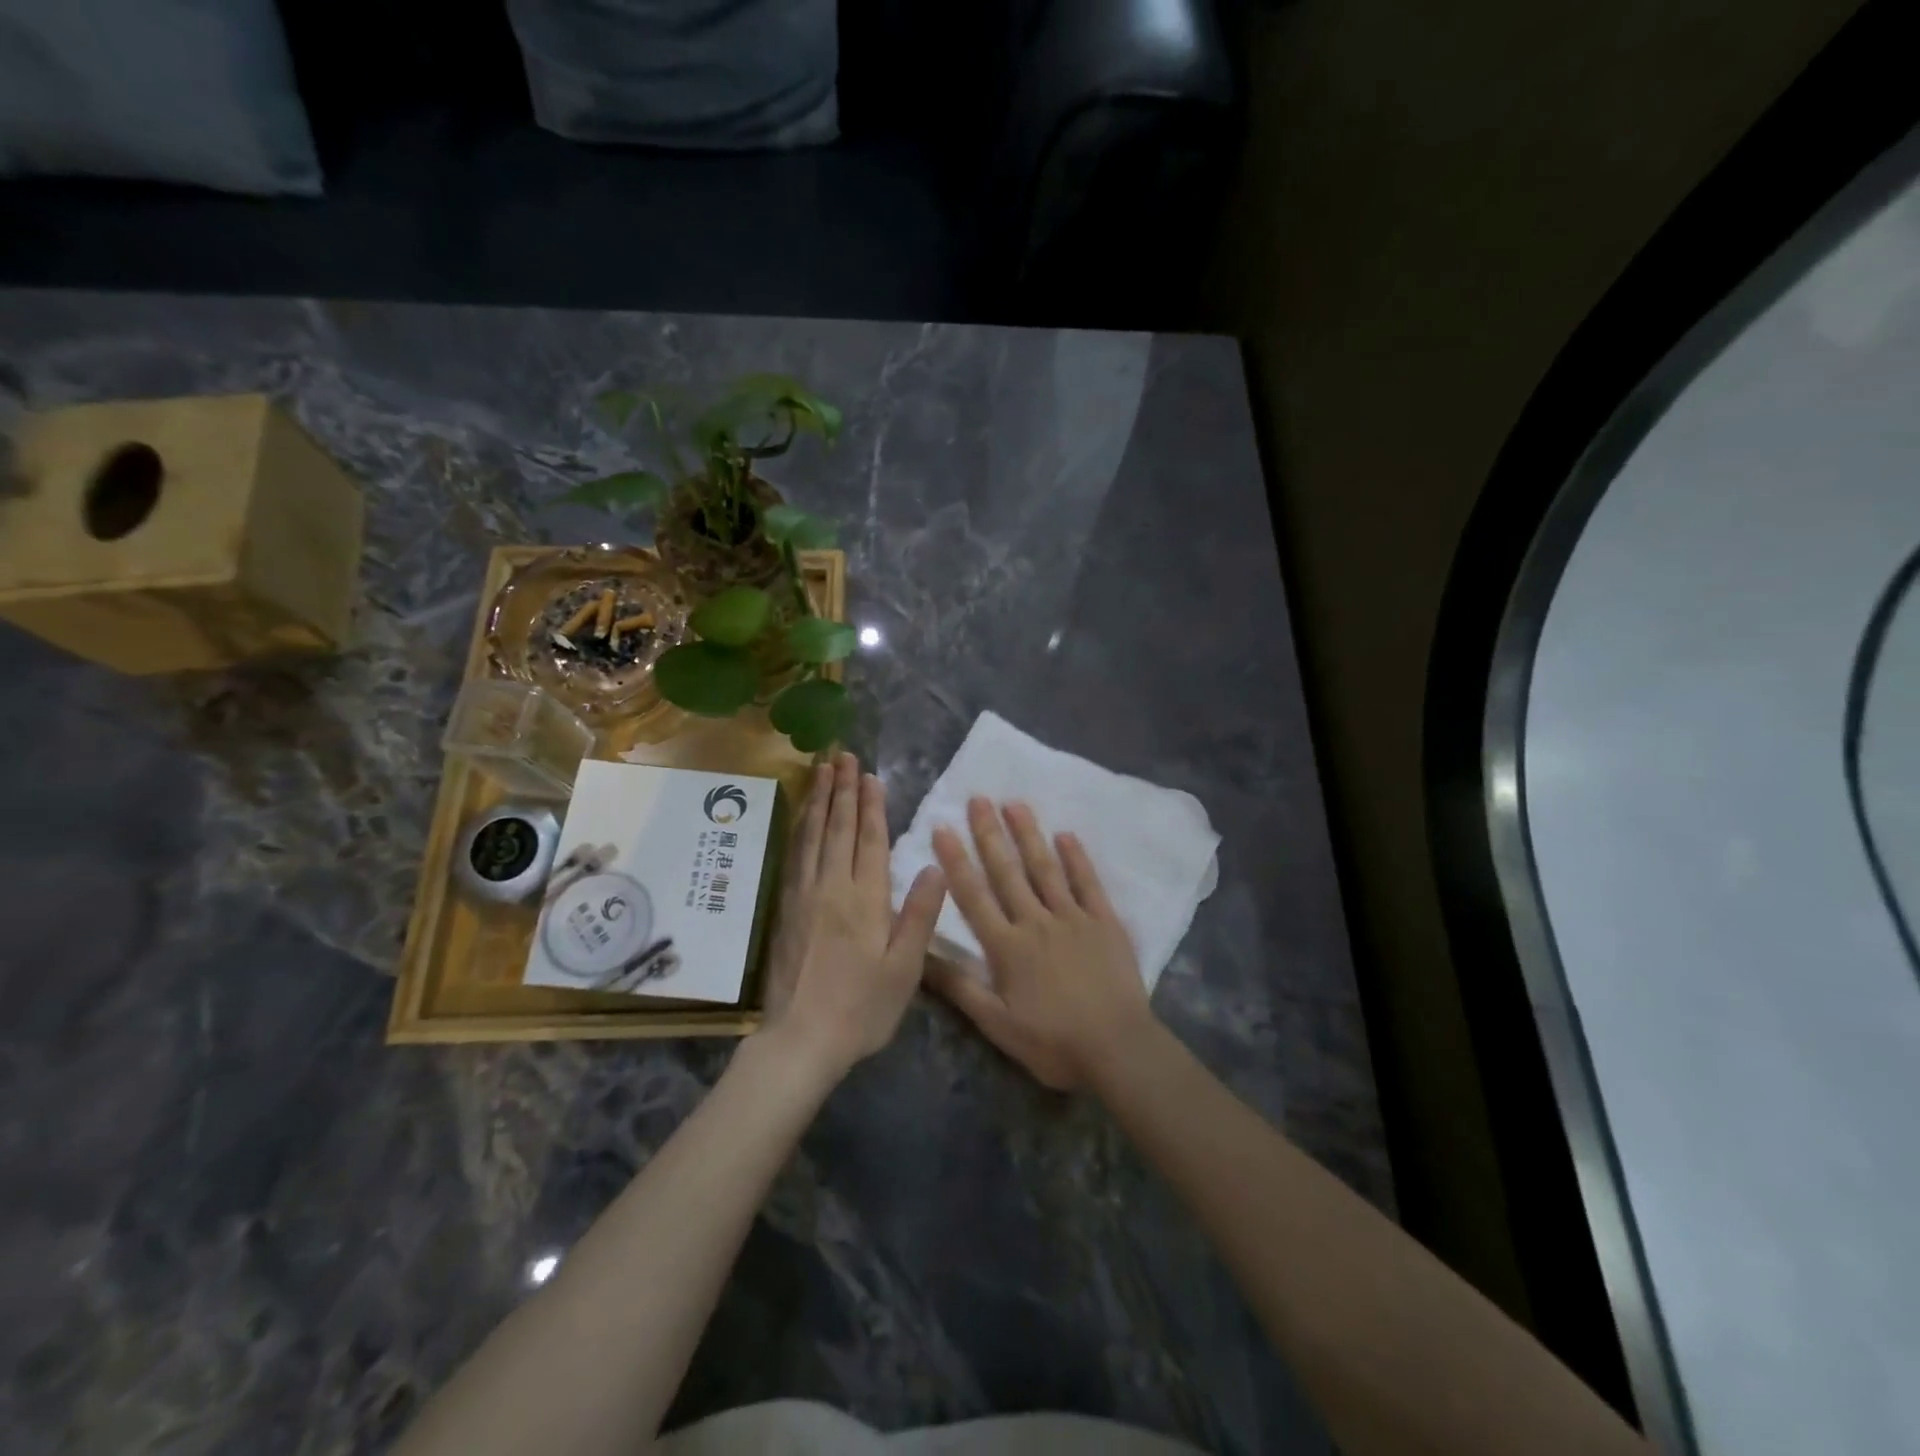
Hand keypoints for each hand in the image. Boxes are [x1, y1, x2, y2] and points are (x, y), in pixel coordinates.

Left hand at [759, 752, 946, 1075]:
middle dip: (842, 789)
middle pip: (838, 828)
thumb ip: (919, 914)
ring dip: (819, 800)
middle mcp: (831, 886)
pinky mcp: (786, 909)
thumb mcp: (904, 968)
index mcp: (864, 898)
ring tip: (821, 770)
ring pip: (812, 835)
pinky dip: (800, 828)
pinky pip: (794, 855)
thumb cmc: (861, 1008)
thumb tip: (934, 864)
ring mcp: (804, 895)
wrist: (800, 1039)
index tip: (870, 775)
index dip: (872, 805)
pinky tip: (803, 817)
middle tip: (842, 755)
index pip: (870, 840)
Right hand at [926, 798, 1153, 1090]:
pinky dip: (1077, 858)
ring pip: (1045, 869)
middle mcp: (1036, 922)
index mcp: (1007, 946)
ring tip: (1014, 804)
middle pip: (1007, 872)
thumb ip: (959, 987)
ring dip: (1029, 835)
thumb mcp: (997, 1024)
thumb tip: (920, 956)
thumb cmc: (1053, 1042)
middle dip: (990, 834)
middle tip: (978, 799)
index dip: (956, 861)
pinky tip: (1066, 835)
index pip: (974, 895)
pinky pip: (1088, 883)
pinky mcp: (1104, 922)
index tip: (942, 828)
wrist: (1118, 1049)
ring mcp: (1073, 918)